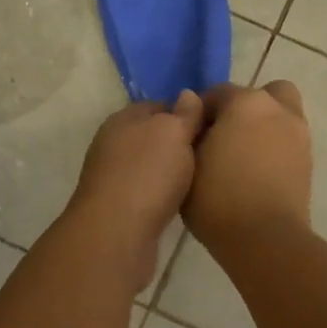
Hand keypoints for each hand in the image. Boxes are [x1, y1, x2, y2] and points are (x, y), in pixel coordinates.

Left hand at [66, 92, 206, 288]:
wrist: (116, 233)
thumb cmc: (147, 173)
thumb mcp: (173, 132)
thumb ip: (184, 113)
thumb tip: (188, 94)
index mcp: (123, 119)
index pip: (159, 105)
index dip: (187, 112)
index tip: (213, 125)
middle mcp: (113, 144)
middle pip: (154, 136)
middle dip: (180, 144)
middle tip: (213, 153)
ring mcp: (113, 177)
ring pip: (151, 166)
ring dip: (173, 172)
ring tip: (204, 178)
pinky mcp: (118, 208)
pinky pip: (148, 192)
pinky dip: (164, 195)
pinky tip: (183, 202)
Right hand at [185, 81, 312, 253]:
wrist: (265, 239)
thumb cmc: (218, 198)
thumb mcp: (187, 163)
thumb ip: (190, 133)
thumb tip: (196, 122)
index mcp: (246, 103)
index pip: (218, 93)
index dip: (201, 112)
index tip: (191, 134)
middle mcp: (277, 109)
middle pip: (262, 94)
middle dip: (244, 107)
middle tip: (225, 135)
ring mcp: (299, 134)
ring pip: (280, 116)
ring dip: (262, 126)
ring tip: (241, 156)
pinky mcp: (308, 161)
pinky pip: (288, 141)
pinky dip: (274, 147)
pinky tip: (256, 172)